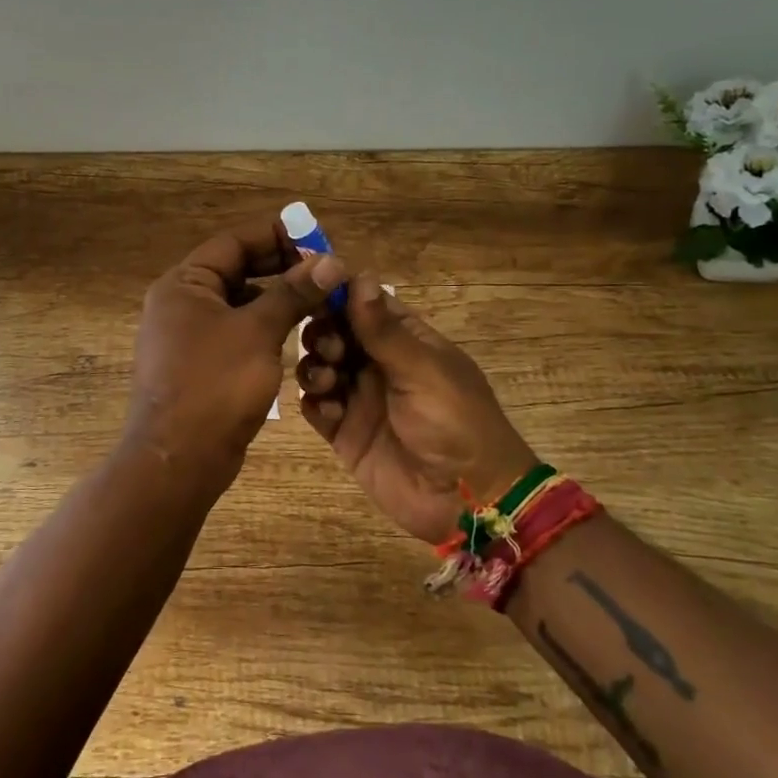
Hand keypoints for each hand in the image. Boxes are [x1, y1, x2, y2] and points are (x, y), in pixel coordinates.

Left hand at [126, 217, 346, 493]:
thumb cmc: (214, 385)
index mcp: (184, 283)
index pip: (234, 242)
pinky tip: (297, 333)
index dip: (277, 235)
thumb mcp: (258, 332)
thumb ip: (293, 293)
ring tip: (319, 299)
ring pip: (240, 302)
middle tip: (325, 271)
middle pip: (237, 270)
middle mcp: (182, 302)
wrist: (179, 460)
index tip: (318, 239)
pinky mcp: (201, 364)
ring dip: (278, 298)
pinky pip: (237, 332)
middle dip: (281, 268)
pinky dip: (265, 327)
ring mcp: (189, 335)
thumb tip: (330, 261)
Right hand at [297, 276, 536, 542]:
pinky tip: (328, 410)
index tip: (311, 287)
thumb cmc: (455, 423)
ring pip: (321, 366)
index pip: (365, 304)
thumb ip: (384, 330)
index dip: (339, 294)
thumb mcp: (423, 370)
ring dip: (315, 366)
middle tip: (330, 349)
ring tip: (328, 381)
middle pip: (336, 332)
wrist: (466, 501)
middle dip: (323, 332)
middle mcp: (380, 364)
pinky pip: (317, 407)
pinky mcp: (345, 432)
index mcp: (407, 341)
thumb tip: (359, 277)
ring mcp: (360, 399)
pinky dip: (315, 402)